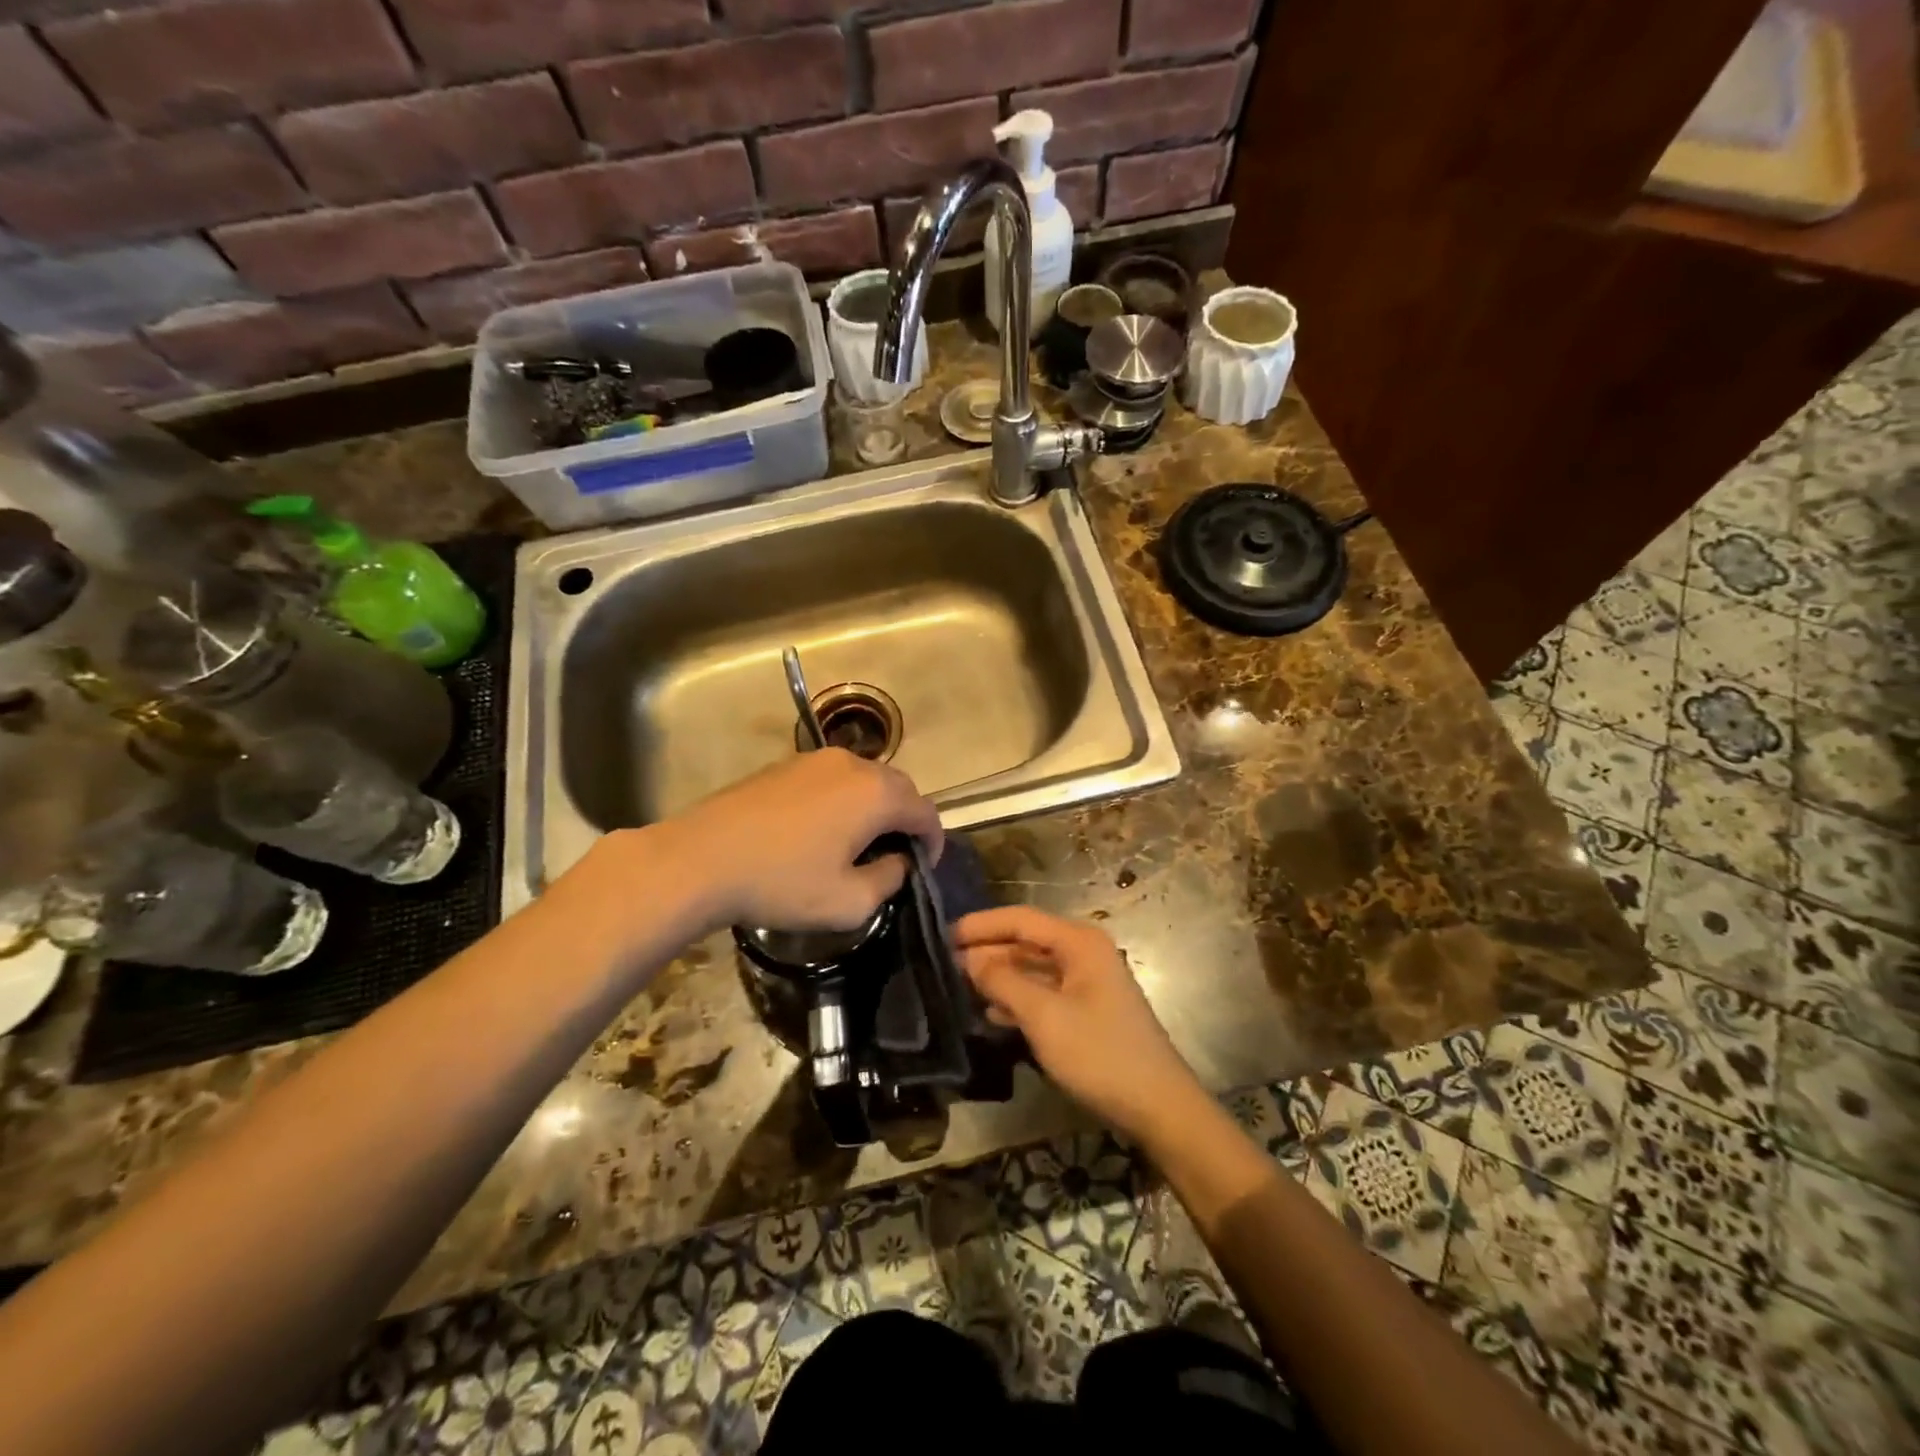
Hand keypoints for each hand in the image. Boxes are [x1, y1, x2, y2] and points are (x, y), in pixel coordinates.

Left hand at [665, 749, 942, 932]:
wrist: (700, 858)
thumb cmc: (781, 883)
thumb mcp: (848, 902)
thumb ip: (889, 880)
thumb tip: (898, 862)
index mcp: (876, 794)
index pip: (925, 812)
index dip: (933, 841)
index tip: (923, 867)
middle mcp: (854, 764)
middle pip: (899, 788)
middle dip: (906, 820)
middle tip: (894, 855)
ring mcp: (817, 759)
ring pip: (866, 779)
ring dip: (875, 807)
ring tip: (859, 841)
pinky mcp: (787, 764)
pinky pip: (834, 777)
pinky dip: (845, 798)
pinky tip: (822, 828)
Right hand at [956, 907, 1203, 1142]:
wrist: (1157, 1106)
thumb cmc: (1099, 1054)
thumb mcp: (1044, 1017)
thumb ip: (1003, 982)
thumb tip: (970, 958)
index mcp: (1079, 942)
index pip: (1021, 919)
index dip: (981, 925)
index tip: (943, 934)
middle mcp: (1083, 952)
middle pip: (1027, 941)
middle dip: (988, 950)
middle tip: (944, 963)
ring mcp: (1087, 981)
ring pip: (1033, 968)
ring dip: (999, 976)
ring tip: (959, 985)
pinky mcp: (1087, 1009)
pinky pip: (1044, 992)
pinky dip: (1018, 998)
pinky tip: (992, 1014)